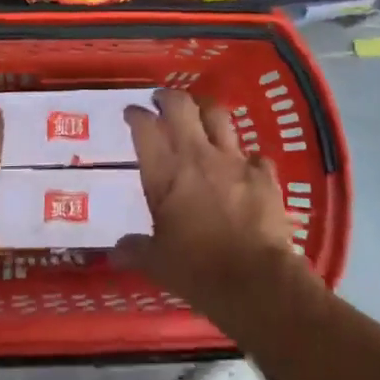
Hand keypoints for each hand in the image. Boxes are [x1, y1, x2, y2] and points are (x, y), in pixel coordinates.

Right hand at [117, 89, 317, 319]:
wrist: (256, 281)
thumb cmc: (198, 271)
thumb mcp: (158, 264)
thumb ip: (136, 250)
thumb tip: (115, 251)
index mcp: (165, 172)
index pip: (145, 127)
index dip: (135, 115)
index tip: (131, 113)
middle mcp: (197, 155)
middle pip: (181, 106)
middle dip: (168, 97)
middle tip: (162, 100)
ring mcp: (234, 160)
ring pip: (218, 115)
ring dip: (206, 111)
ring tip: (201, 114)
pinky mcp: (263, 174)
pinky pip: (254, 155)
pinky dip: (248, 158)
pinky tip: (246, 166)